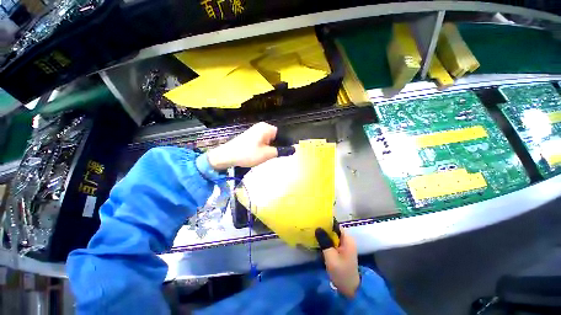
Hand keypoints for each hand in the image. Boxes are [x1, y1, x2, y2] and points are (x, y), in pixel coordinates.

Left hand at [207, 122, 294, 169]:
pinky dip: (263, 147)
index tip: (284, 153)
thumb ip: (281, 151)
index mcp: (266, 128)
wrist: (227, 156)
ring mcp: (255, 130)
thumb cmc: (248, 154)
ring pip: (269, 140)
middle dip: (276, 146)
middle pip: (276, 137)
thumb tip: (294, 149)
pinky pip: (262, 141)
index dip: (284, 144)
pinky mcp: (251, 136)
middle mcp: (261, 126)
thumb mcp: (267, 154)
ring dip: (269, 148)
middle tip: (272, 155)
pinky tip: (259, 154)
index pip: (282, 134)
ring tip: (264, 155)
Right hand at [316, 225, 360, 298]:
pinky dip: (326, 240)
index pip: (335, 225)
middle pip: (334, 229)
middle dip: (324, 228)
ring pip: (333, 235)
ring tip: (313, 232)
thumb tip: (317, 227)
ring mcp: (345, 245)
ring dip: (324, 235)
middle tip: (312, 226)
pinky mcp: (342, 250)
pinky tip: (318, 241)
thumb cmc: (341, 272)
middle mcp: (347, 240)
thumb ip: (324, 241)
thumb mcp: (331, 257)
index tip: (316, 220)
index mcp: (347, 239)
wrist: (349, 289)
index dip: (326, 222)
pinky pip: (333, 241)